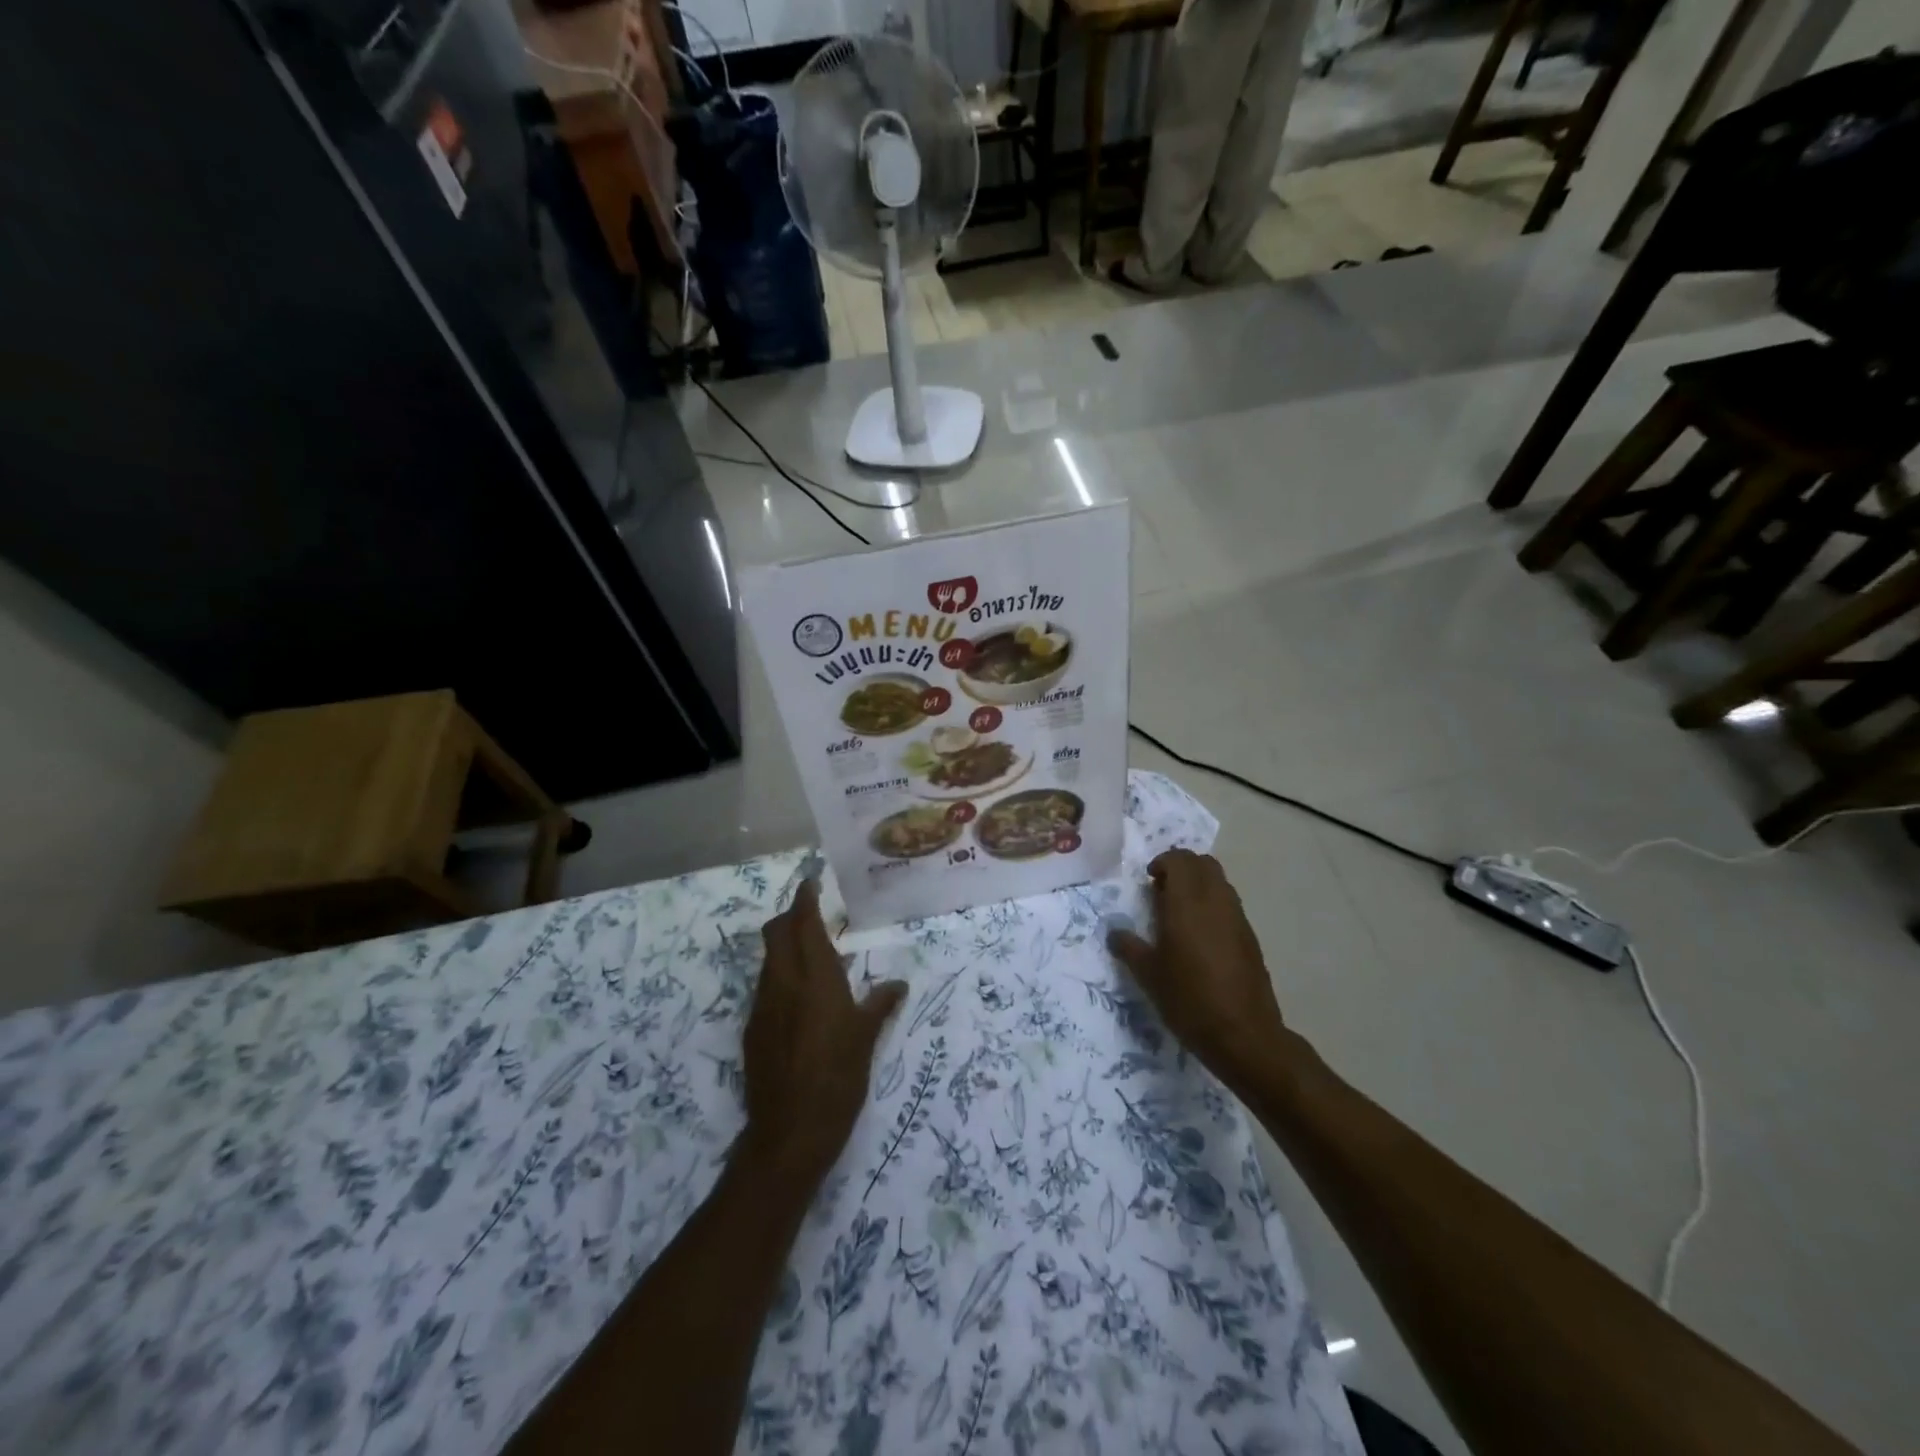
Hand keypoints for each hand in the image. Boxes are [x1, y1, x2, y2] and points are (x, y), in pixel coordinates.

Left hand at [741, 879, 906, 1188]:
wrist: (789, 1133)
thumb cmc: (838, 1079)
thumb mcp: (866, 1039)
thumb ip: (880, 1004)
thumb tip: (898, 985)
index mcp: (814, 977)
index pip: (802, 923)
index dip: (804, 898)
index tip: (812, 882)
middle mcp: (782, 983)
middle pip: (775, 933)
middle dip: (789, 917)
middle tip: (812, 915)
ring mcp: (762, 1006)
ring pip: (768, 960)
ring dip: (784, 947)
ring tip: (811, 957)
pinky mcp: (752, 1030)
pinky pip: (765, 988)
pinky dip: (780, 978)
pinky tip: (799, 999)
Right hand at [1107, 849, 1285, 1091]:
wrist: (1244, 1035)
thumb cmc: (1189, 1000)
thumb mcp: (1148, 975)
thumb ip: (1129, 947)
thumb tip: (1114, 932)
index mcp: (1187, 903)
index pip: (1180, 860)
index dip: (1162, 862)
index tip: (1148, 881)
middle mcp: (1216, 901)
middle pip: (1203, 863)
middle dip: (1182, 868)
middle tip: (1161, 890)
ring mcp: (1237, 918)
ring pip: (1219, 882)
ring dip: (1199, 885)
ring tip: (1178, 913)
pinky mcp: (1250, 937)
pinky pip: (1229, 904)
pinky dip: (1213, 905)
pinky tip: (1199, 936)